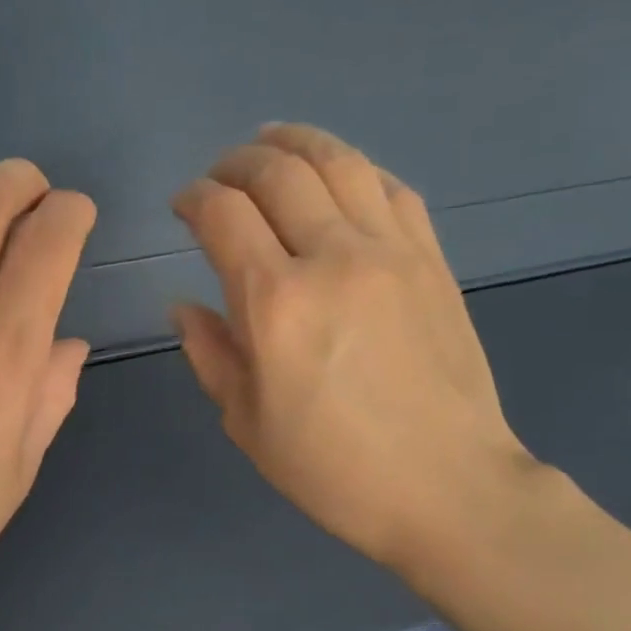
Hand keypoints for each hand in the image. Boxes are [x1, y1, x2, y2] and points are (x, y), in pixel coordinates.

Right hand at [171, 124, 537, 580]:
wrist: (448, 488)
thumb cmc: (333, 470)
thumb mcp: (247, 423)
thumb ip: (210, 352)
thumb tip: (184, 304)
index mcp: (275, 303)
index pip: (222, 213)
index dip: (193, 198)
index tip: (183, 207)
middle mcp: (332, 258)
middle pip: (276, 171)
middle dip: (235, 162)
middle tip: (219, 177)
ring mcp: (391, 252)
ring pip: (338, 162)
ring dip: (295, 142)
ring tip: (271, 143)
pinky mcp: (432, 260)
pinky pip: (391, 188)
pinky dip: (356, 169)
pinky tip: (339, 177)